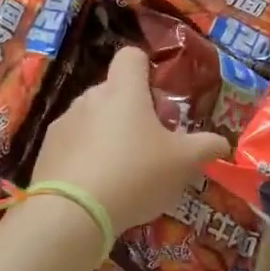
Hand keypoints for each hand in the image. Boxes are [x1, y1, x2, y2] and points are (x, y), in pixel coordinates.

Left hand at [31, 46, 228, 236]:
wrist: (71, 214)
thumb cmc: (135, 175)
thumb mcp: (183, 163)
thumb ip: (206, 147)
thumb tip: (222, 142)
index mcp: (124, 91)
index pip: (132, 57)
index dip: (148, 72)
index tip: (161, 106)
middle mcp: (91, 98)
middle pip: (116, 91)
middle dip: (136, 112)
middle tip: (154, 145)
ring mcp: (65, 123)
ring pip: (95, 118)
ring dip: (111, 134)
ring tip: (126, 171)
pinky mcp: (47, 151)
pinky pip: (74, 143)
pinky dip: (88, 156)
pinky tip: (99, 186)